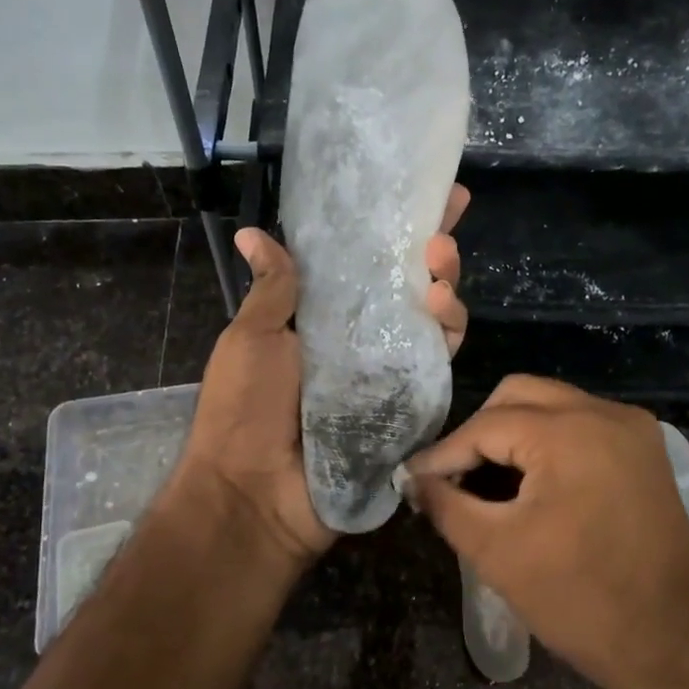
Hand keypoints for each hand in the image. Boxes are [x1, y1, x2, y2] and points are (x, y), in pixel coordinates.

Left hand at [175, 186, 470, 567]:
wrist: (254, 492)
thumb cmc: (243, 410)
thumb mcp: (250, 339)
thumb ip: (272, 289)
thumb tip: (252, 234)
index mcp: (321, 319)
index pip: (364, 265)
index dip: (391, 232)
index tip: (425, 197)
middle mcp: (361, 341)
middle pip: (409, 289)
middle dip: (431, 254)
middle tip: (439, 232)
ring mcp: (387, 374)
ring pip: (431, 322)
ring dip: (444, 289)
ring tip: (439, 270)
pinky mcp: (408, 406)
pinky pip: (436, 365)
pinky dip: (445, 335)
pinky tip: (442, 311)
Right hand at [407, 376, 688, 688]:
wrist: (676, 645)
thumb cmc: (580, 600)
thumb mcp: (497, 552)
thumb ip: (446, 505)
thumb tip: (414, 480)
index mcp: (569, 432)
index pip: (485, 425)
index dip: (443, 454)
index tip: (412, 480)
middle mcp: (605, 413)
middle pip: (520, 395)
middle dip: (479, 430)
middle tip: (453, 475)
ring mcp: (633, 430)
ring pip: (553, 404)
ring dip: (514, 433)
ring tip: (486, 479)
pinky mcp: (646, 453)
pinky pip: (583, 425)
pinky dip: (549, 442)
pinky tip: (531, 482)